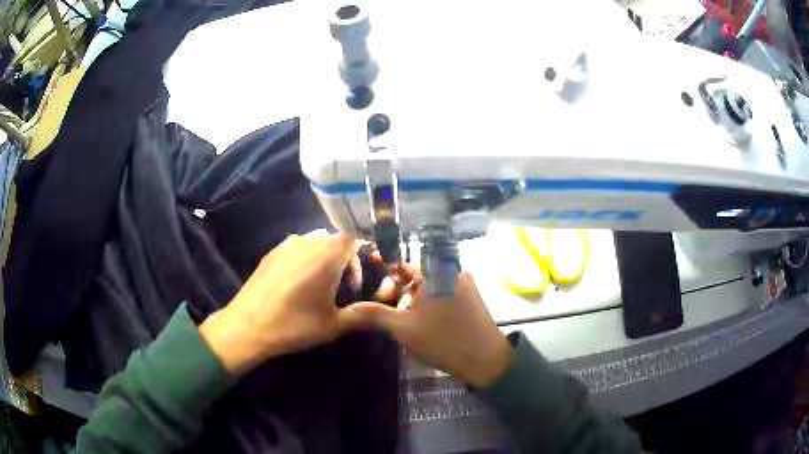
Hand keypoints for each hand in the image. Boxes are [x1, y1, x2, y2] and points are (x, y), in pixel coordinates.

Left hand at [199, 230, 369, 375]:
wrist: (247, 326)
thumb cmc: (293, 326)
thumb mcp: (333, 325)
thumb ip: (363, 315)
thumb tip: (386, 313)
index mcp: (327, 255)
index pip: (353, 238)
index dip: (360, 257)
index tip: (356, 283)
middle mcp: (308, 242)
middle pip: (334, 239)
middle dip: (343, 260)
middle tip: (341, 289)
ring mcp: (286, 245)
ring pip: (315, 242)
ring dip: (323, 258)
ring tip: (319, 286)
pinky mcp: (271, 252)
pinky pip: (296, 247)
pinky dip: (305, 258)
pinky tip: (297, 283)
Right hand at [348, 272, 512, 387]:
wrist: (486, 360)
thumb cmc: (443, 340)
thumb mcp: (403, 328)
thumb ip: (373, 314)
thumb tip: (345, 310)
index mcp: (436, 271)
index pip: (402, 261)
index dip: (382, 267)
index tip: (367, 275)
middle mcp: (451, 270)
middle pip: (414, 274)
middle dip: (395, 289)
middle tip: (381, 307)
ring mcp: (462, 284)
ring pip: (427, 286)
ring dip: (410, 299)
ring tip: (398, 319)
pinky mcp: (469, 298)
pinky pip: (440, 293)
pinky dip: (425, 302)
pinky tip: (416, 321)